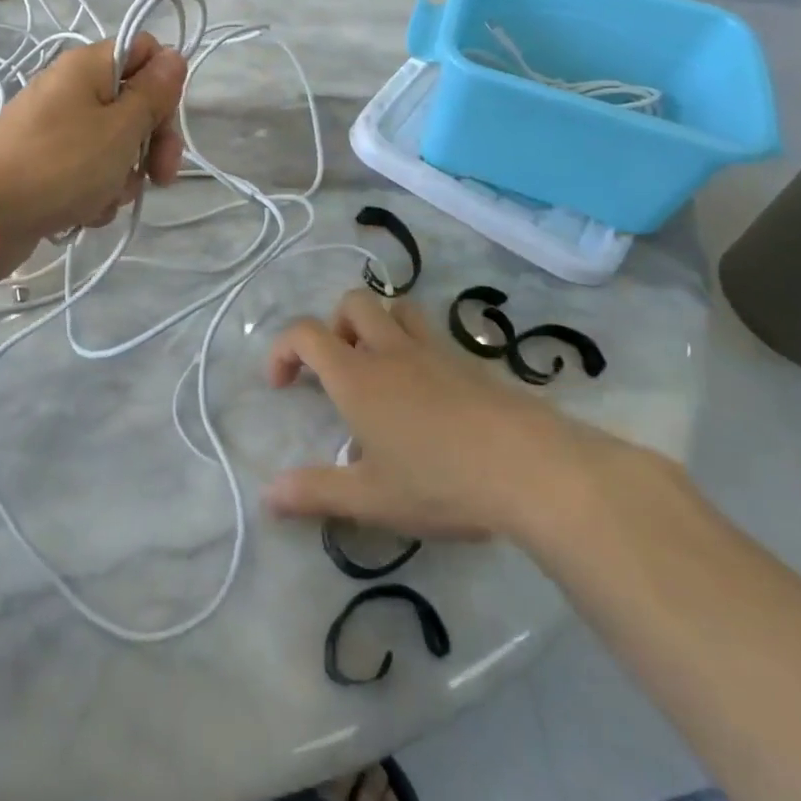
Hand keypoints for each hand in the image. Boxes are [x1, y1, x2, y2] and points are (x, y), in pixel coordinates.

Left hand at [0, 34, 185, 278]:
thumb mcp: (121, 127)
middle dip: (150, 144)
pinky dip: (92, 194)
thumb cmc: (61, 163)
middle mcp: (71, 91)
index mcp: (88, 66)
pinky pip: (86, 174)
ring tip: (105, 198)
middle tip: (159, 176)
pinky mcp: (44, 167)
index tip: (166, 122)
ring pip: (112, 147)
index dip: (164, 86)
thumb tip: (174, 57)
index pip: (144, 52)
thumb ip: (153, 93)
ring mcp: (55, 130)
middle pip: (132, 106)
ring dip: (121, 176)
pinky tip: (83, 212)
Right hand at [263, 289, 614, 542]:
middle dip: (334, 325)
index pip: (305, 333)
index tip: (282, 386)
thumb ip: (316, 493)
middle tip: (337, 369)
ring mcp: (435, 351)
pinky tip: (430, 394)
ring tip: (380, 367)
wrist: (533, 468)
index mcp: (357, 376)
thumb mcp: (371, 498)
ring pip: (397, 307)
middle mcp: (390, 350)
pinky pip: (434, 335)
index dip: (283, 349)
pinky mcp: (472, 363)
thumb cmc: (441, 482)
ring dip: (378, 324)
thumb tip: (267, 495)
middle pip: (353, 302)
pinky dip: (417, 347)